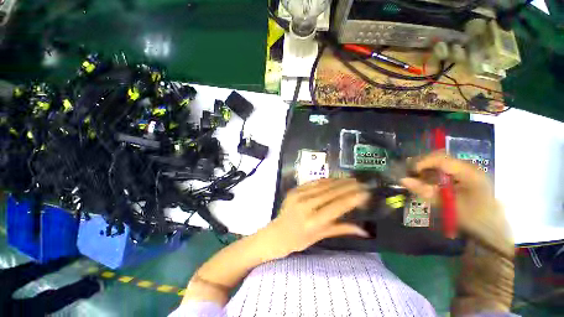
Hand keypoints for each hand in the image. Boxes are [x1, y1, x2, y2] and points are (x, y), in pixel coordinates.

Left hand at [260, 178, 369, 260]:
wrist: (276, 234)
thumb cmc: (298, 240)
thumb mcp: (319, 237)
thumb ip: (341, 229)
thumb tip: (365, 231)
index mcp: (313, 222)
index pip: (337, 207)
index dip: (352, 199)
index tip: (365, 192)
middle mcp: (306, 206)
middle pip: (331, 193)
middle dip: (348, 186)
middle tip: (361, 182)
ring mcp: (298, 196)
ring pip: (322, 185)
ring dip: (338, 181)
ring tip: (351, 179)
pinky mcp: (294, 190)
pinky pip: (312, 183)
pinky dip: (325, 180)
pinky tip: (334, 179)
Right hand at [401, 151, 512, 256]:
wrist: (494, 228)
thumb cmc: (471, 218)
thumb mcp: (446, 205)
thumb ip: (425, 191)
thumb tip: (403, 180)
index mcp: (469, 173)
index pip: (441, 159)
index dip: (422, 162)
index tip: (410, 172)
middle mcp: (470, 166)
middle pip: (441, 156)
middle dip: (423, 163)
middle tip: (411, 173)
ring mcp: (469, 170)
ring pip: (442, 160)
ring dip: (427, 167)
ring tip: (418, 177)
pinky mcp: (467, 174)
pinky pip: (446, 167)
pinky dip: (434, 171)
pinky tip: (429, 180)